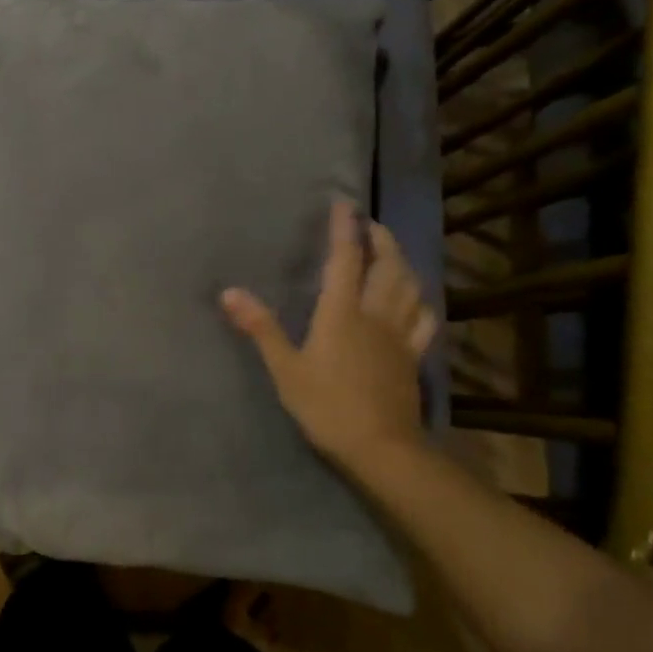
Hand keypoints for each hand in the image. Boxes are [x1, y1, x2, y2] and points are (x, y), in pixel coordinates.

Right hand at [221, 199, 436, 472]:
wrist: (380, 448)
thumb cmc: (326, 406)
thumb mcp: (285, 369)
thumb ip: (260, 328)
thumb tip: (228, 292)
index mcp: (341, 313)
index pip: (345, 259)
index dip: (344, 229)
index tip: (344, 203)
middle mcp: (375, 314)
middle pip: (387, 265)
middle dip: (380, 238)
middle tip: (369, 224)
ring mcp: (399, 335)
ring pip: (410, 287)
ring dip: (402, 262)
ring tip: (392, 253)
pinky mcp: (412, 357)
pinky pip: (424, 320)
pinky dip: (421, 301)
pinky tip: (417, 299)